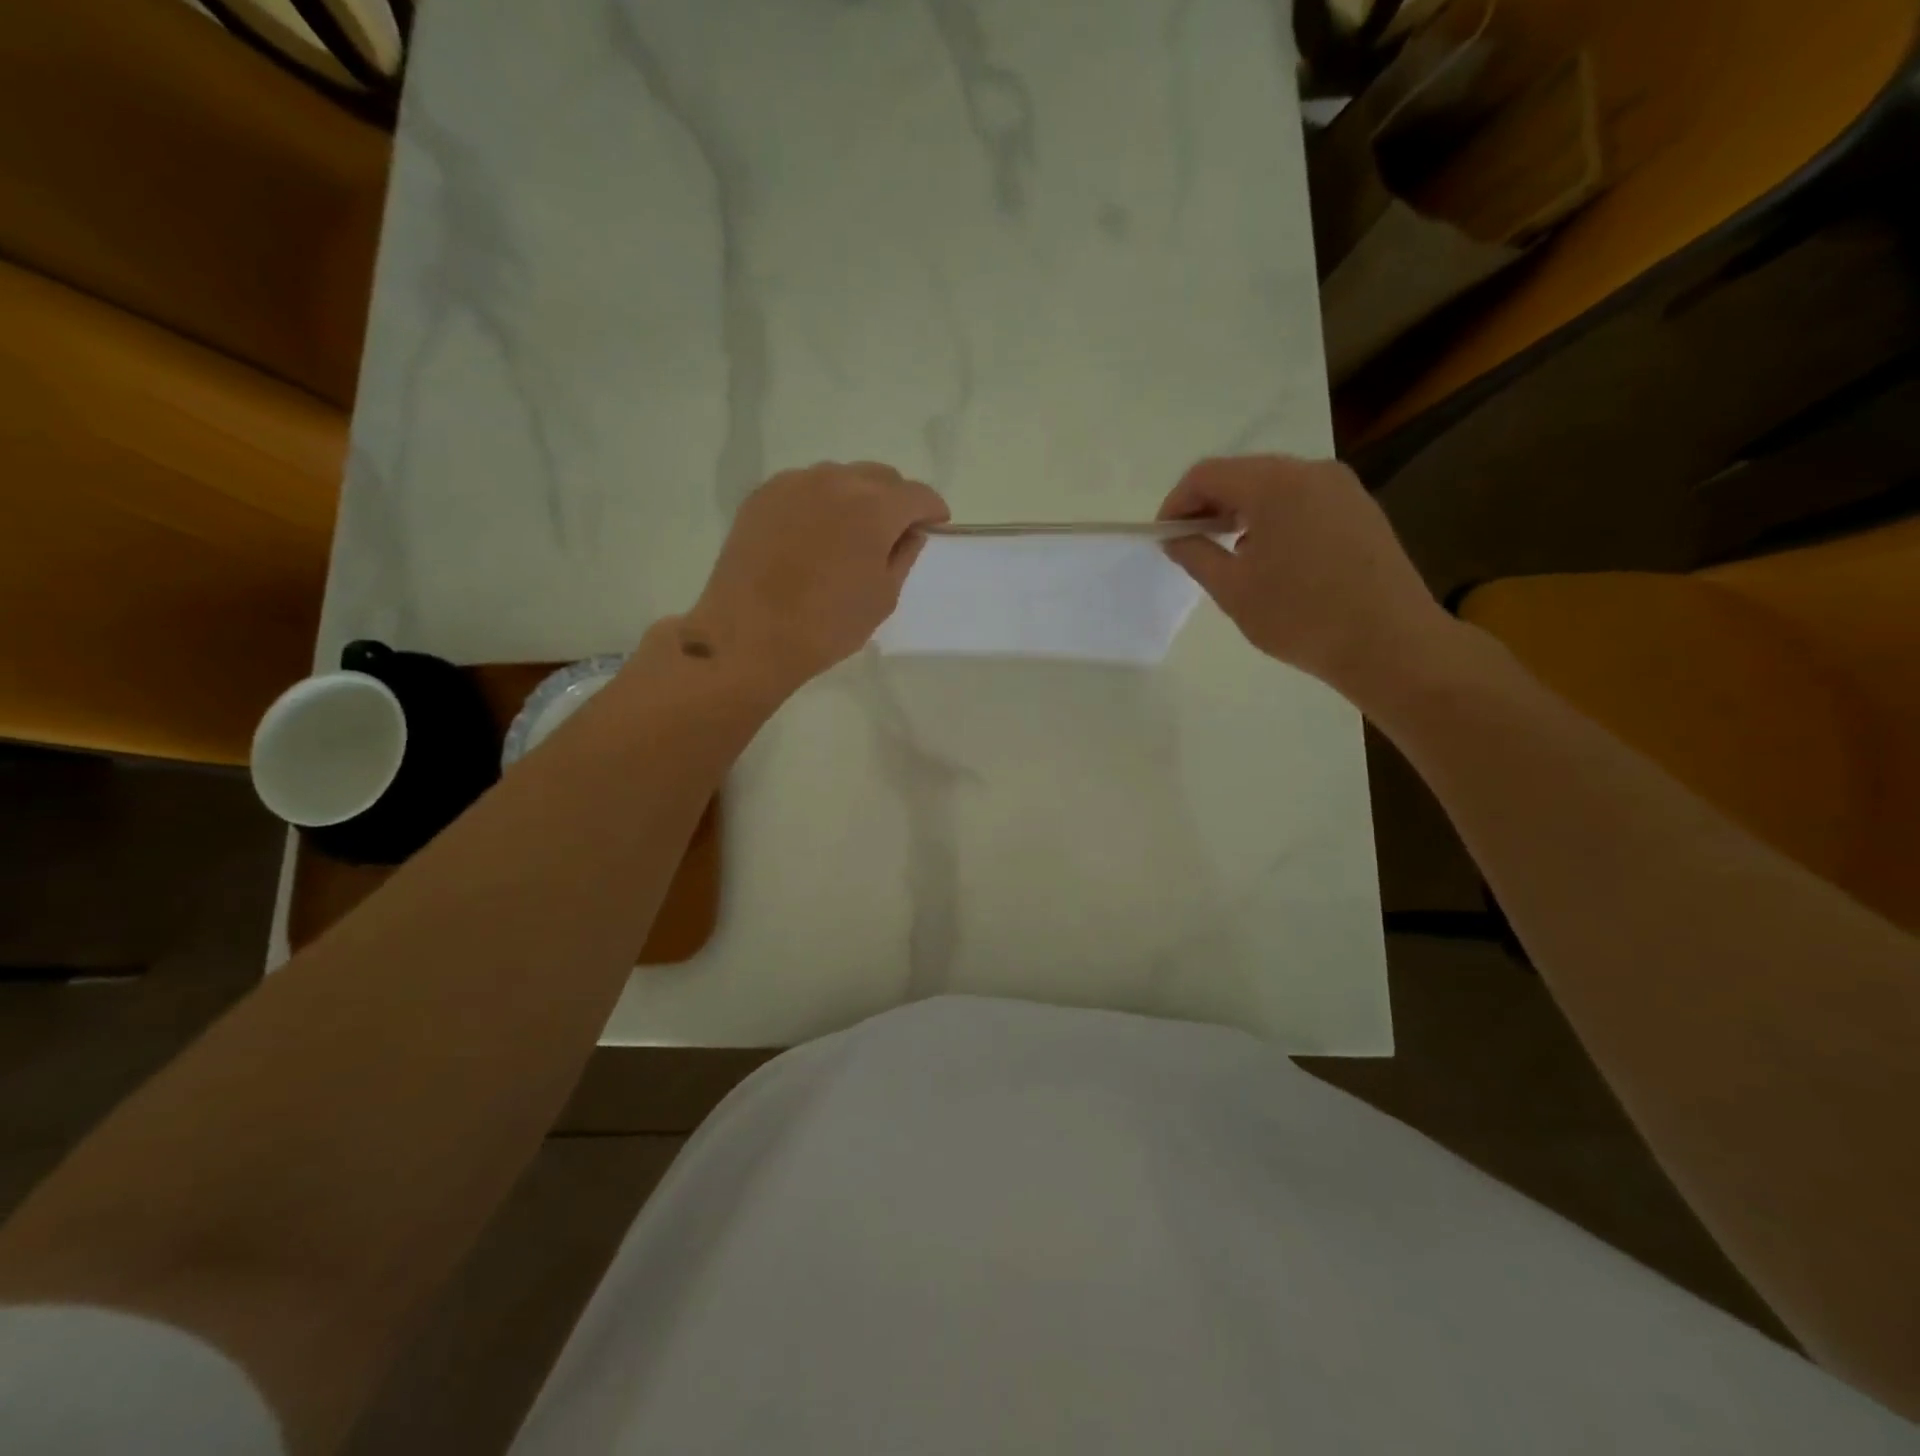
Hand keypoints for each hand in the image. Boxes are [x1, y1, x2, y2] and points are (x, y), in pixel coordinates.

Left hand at [685, 461, 948, 691]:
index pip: (918, 494)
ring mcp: (795, 483)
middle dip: (894, 501)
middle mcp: (836, 481)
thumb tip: (909, 533)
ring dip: (856, 498)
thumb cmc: (827, 625)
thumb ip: (903, 556)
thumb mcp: (883, 597)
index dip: (932, 511)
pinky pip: (805, 487)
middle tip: (892, 533)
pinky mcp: (763, 495)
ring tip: (848, 534)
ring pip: (840, 477)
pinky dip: (819, 503)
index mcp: (875, 507)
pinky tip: (812, 536)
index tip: (933, 528)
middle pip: (880, 477)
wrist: (750, 635)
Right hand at [1159, 456, 1455, 702]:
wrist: (1390, 643)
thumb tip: (1175, 538)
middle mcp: (1309, 471)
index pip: (1206, 474)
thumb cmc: (1300, 616)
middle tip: (1190, 546)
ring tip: (1228, 555)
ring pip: (1273, 486)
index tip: (1164, 538)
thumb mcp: (1233, 589)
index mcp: (1273, 484)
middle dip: (1208, 506)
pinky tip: (1271, 558)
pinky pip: (1302, 501)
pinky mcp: (1360, 509)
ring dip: (1241, 512)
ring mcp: (1341, 487)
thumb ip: (1196, 555)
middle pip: (1241, 474)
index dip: (1176, 503)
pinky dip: (1274, 519)